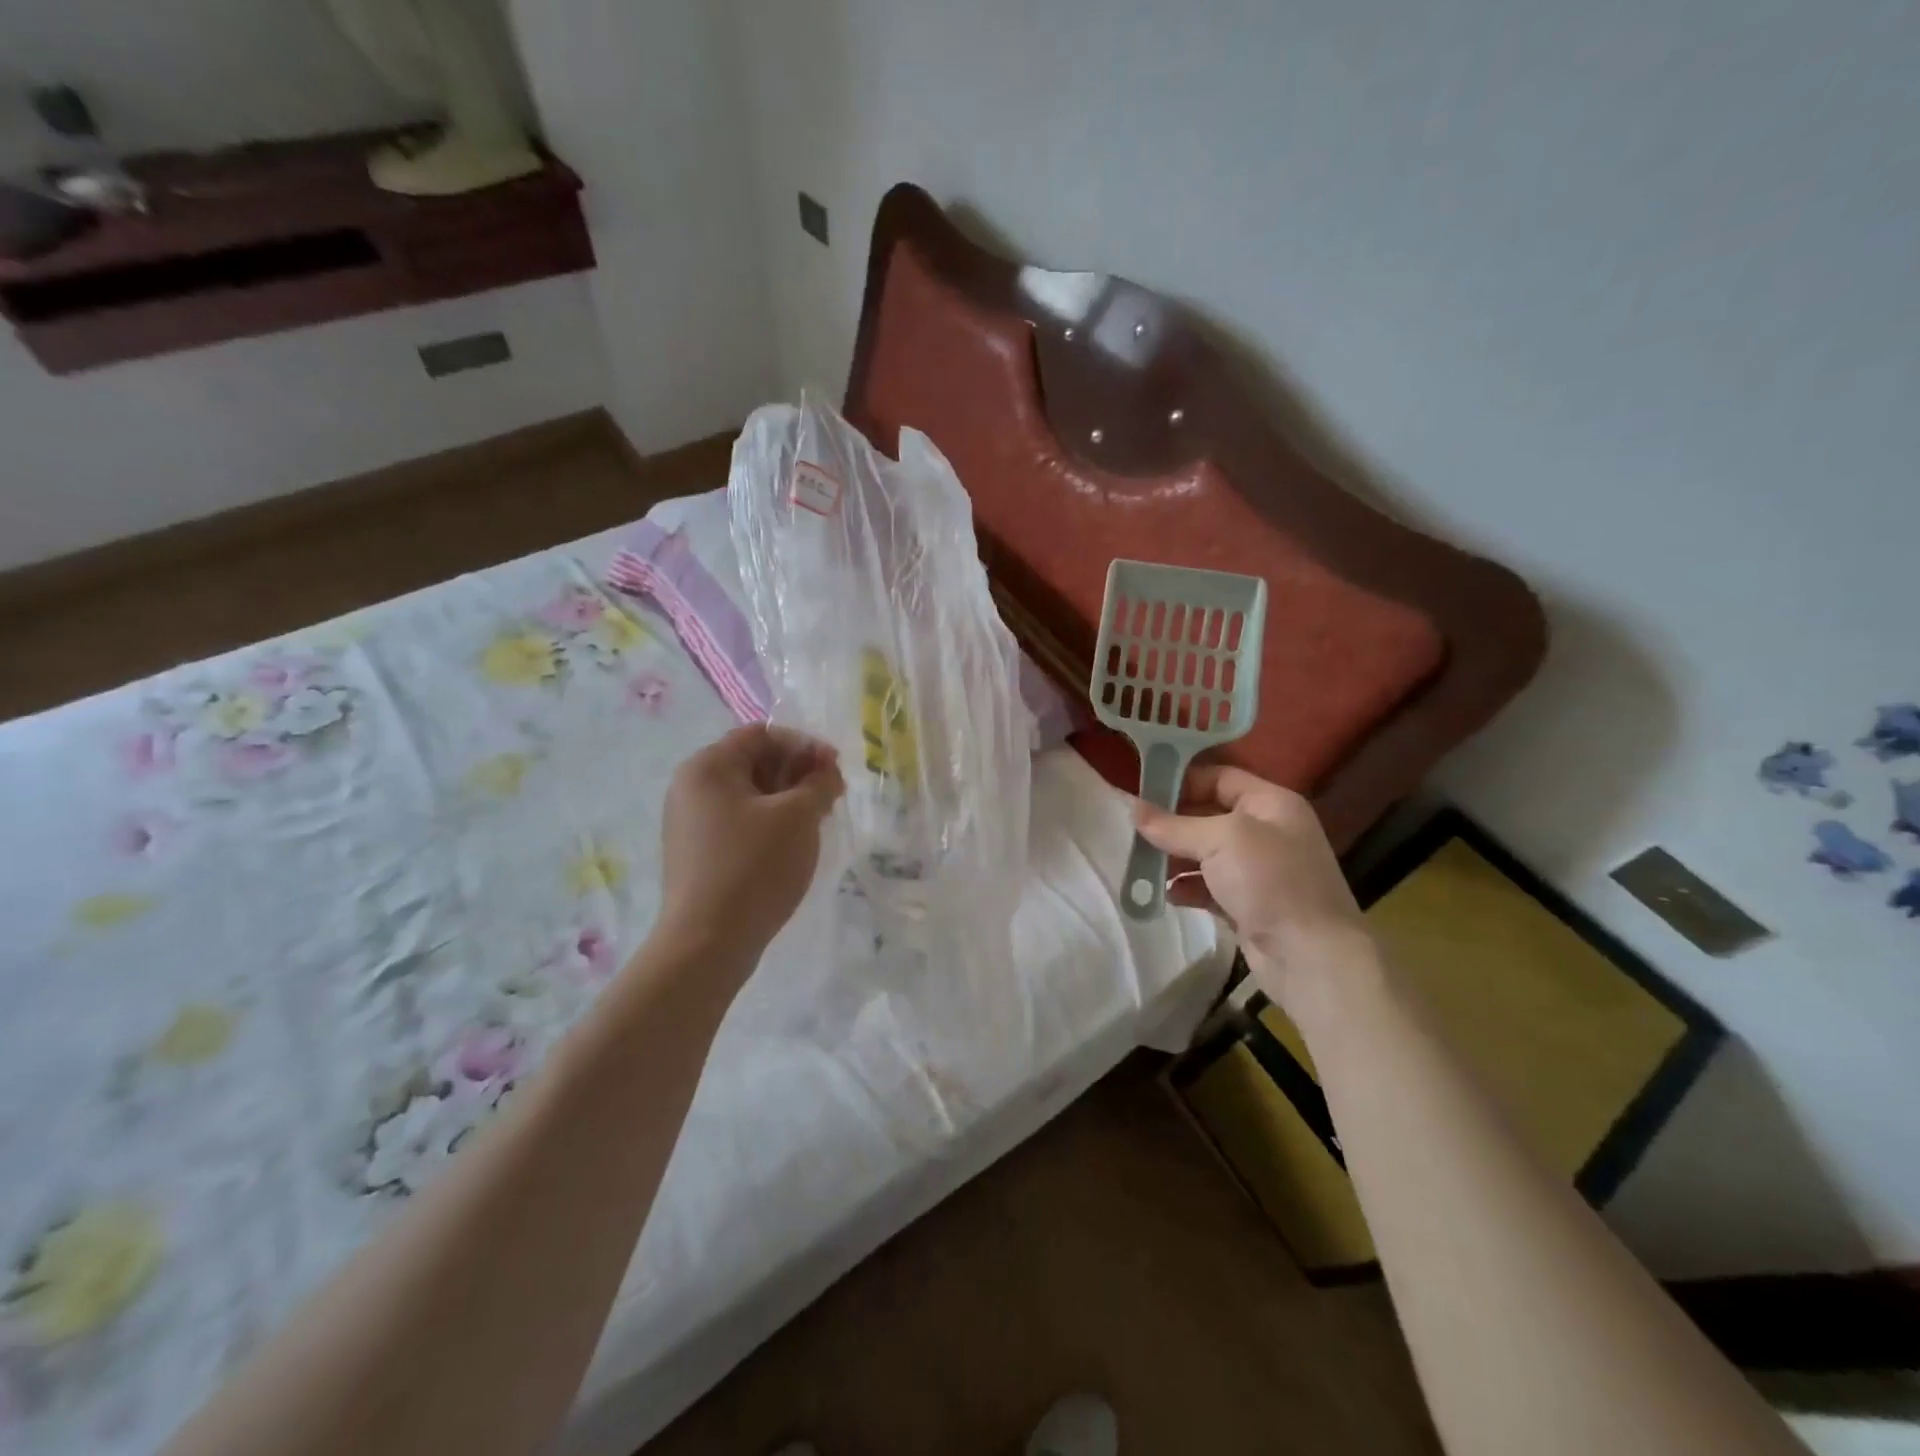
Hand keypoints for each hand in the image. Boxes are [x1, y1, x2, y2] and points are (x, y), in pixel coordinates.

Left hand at [656, 724, 844, 961]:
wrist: (707, 943)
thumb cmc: (755, 866)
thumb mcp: (798, 816)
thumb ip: (819, 782)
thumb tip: (825, 771)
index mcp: (708, 766)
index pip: (762, 734)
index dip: (804, 745)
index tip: (836, 768)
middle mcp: (691, 787)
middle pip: (754, 762)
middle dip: (798, 772)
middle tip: (832, 795)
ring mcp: (690, 823)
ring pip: (749, 795)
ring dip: (787, 799)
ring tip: (818, 819)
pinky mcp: (697, 853)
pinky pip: (739, 822)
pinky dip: (770, 822)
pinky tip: (793, 844)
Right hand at [1134, 766, 1374, 1011]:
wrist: (1311, 958)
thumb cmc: (1271, 882)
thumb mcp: (1221, 841)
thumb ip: (1174, 825)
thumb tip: (1133, 808)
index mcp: (1271, 804)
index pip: (1220, 777)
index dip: (1182, 781)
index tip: (1142, 791)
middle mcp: (1267, 831)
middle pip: (1208, 815)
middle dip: (1172, 822)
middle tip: (1133, 828)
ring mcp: (1258, 870)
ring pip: (1206, 853)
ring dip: (1174, 857)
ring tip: (1139, 862)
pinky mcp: (1248, 904)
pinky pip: (1208, 886)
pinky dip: (1187, 888)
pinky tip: (1165, 894)